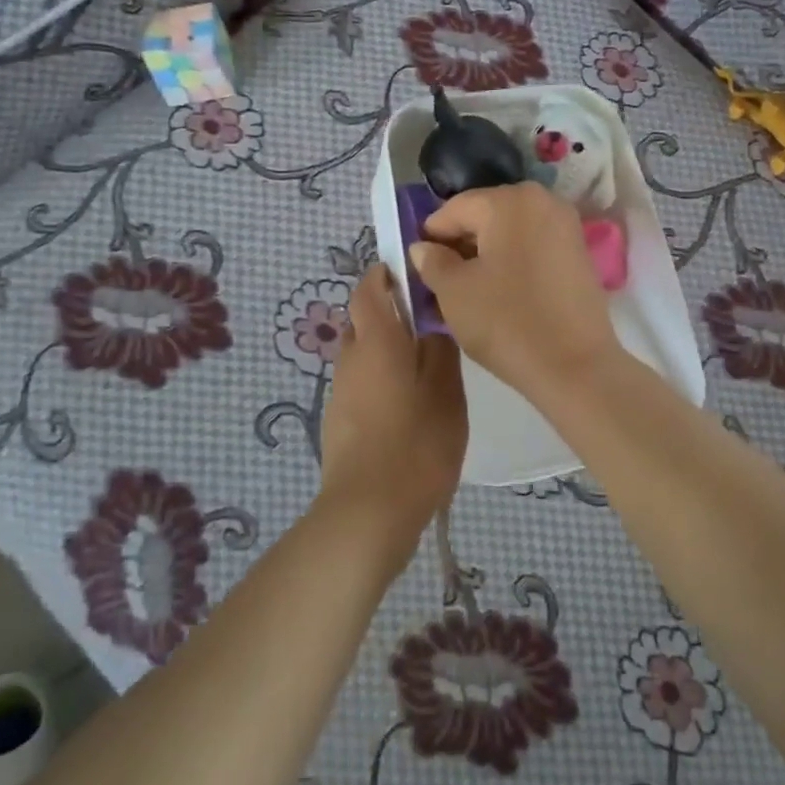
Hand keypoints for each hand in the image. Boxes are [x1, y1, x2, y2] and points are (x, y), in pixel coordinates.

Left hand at [319, 265, 467, 538]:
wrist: (368, 511)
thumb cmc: (416, 445)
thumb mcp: (446, 393)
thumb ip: (440, 351)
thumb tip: (430, 325)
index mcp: (376, 341)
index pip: (368, 288)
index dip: (385, 273)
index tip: (412, 274)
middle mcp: (350, 358)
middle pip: (363, 320)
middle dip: (389, 313)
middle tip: (428, 325)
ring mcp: (340, 391)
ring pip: (362, 353)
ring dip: (386, 349)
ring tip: (424, 368)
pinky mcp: (338, 420)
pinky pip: (360, 382)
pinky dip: (380, 379)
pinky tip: (407, 405)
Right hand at [408, 183, 620, 403]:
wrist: (575, 367)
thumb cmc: (507, 322)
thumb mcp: (454, 292)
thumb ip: (432, 262)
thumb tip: (424, 248)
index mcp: (509, 201)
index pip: (454, 209)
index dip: (431, 237)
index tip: (418, 267)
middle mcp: (542, 201)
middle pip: (485, 216)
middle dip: (460, 244)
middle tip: (441, 281)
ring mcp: (566, 226)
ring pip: (510, 233)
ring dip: (486, 255)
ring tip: (469, 291)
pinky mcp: (579, 253)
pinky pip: (533, 247)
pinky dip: (512, 262)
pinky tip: (500, 293)